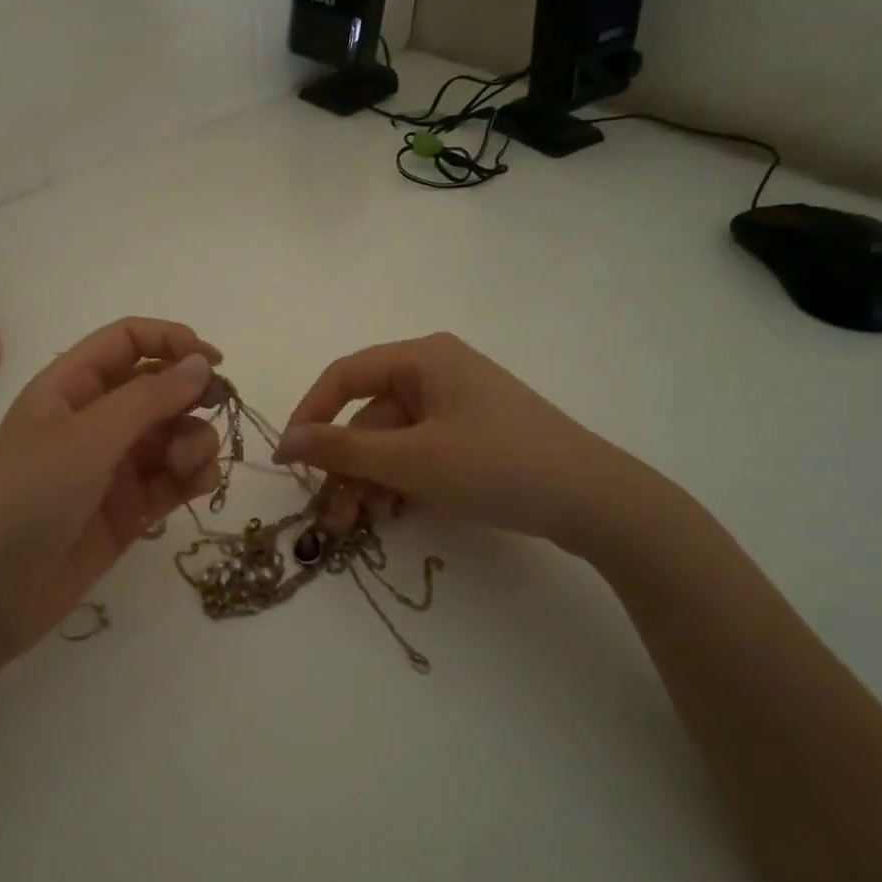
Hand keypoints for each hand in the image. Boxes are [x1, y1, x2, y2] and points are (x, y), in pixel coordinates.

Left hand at [0, 318, 223, 657]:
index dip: (171, 341)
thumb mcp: (87, 437)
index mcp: (71, 387)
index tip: (215, 361)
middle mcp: (95, 420)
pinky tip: (201, 485)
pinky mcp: (130, 510)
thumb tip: (202, 364)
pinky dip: (193, 477)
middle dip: (191, 395)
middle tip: (220, 408)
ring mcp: (113, 467)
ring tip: (189, 466)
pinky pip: (173, 480)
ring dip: (194, 440)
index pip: (128, 342)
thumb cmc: (28, 496)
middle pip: (158, 387)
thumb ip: (149, 398)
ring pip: (173, 434)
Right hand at [275, 332, 666, 561]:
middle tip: (329, 515)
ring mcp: (459, 404)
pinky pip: (421, 450)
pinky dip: (401, 479)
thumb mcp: (411, 460)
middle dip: (346, 466)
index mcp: (423, 357)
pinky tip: (393, 511)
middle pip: (370, 415)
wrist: (595, 500)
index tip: (287, 459)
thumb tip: (286, 441)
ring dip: (370, 479)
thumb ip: (343, 450)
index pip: (345, 376)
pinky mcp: (475, 435)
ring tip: (358, 524)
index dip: (309, 415)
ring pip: (394, 439)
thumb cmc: (495, 465)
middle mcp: (438, 371)